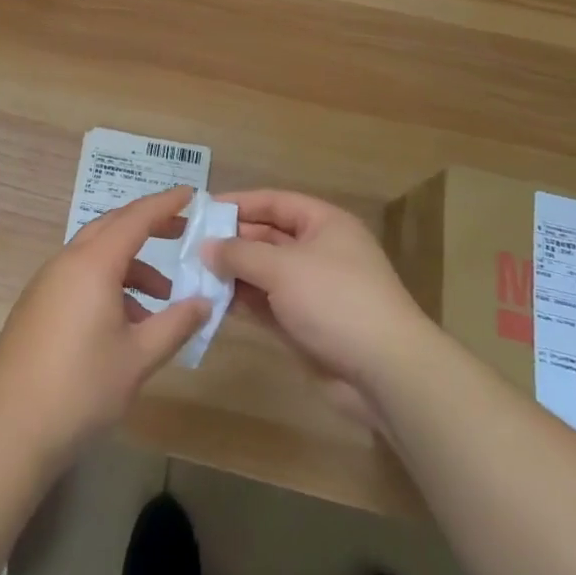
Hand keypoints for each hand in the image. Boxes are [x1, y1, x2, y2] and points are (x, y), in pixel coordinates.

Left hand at [0, 186, 209, 469]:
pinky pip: (79, 277)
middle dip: (148, 227)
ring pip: (96, 255)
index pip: (136, 218)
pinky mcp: (36, 305)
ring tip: (161, 300)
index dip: (165, 204)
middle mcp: (68, 262)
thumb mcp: (138, 358)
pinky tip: (125, 324)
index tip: (191, 193)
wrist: (10, 430)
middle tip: (182, 233)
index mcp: (93, 263)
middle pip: (112, 227)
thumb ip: (175, 324)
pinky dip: (107, 284)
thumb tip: (204, 302)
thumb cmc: (81, 388)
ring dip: (130, 266)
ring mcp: (47, 282)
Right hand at [205, 189, 436, 423]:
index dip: (239, 203)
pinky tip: (213, 302)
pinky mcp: (307, 325)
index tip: (202, 210)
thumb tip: (207, 247)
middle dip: (232, 241)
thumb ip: (240, 254)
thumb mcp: (283, 268)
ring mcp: (313, 290)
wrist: (386, 372)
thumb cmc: (335, 300)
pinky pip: (268, 305)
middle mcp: (319, 251)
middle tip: (190, 246)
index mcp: (323, 224)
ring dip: (234, 274)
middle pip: (268, 237)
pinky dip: (244, 302)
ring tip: (193, 274)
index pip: (274, 202)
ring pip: (265, 273)